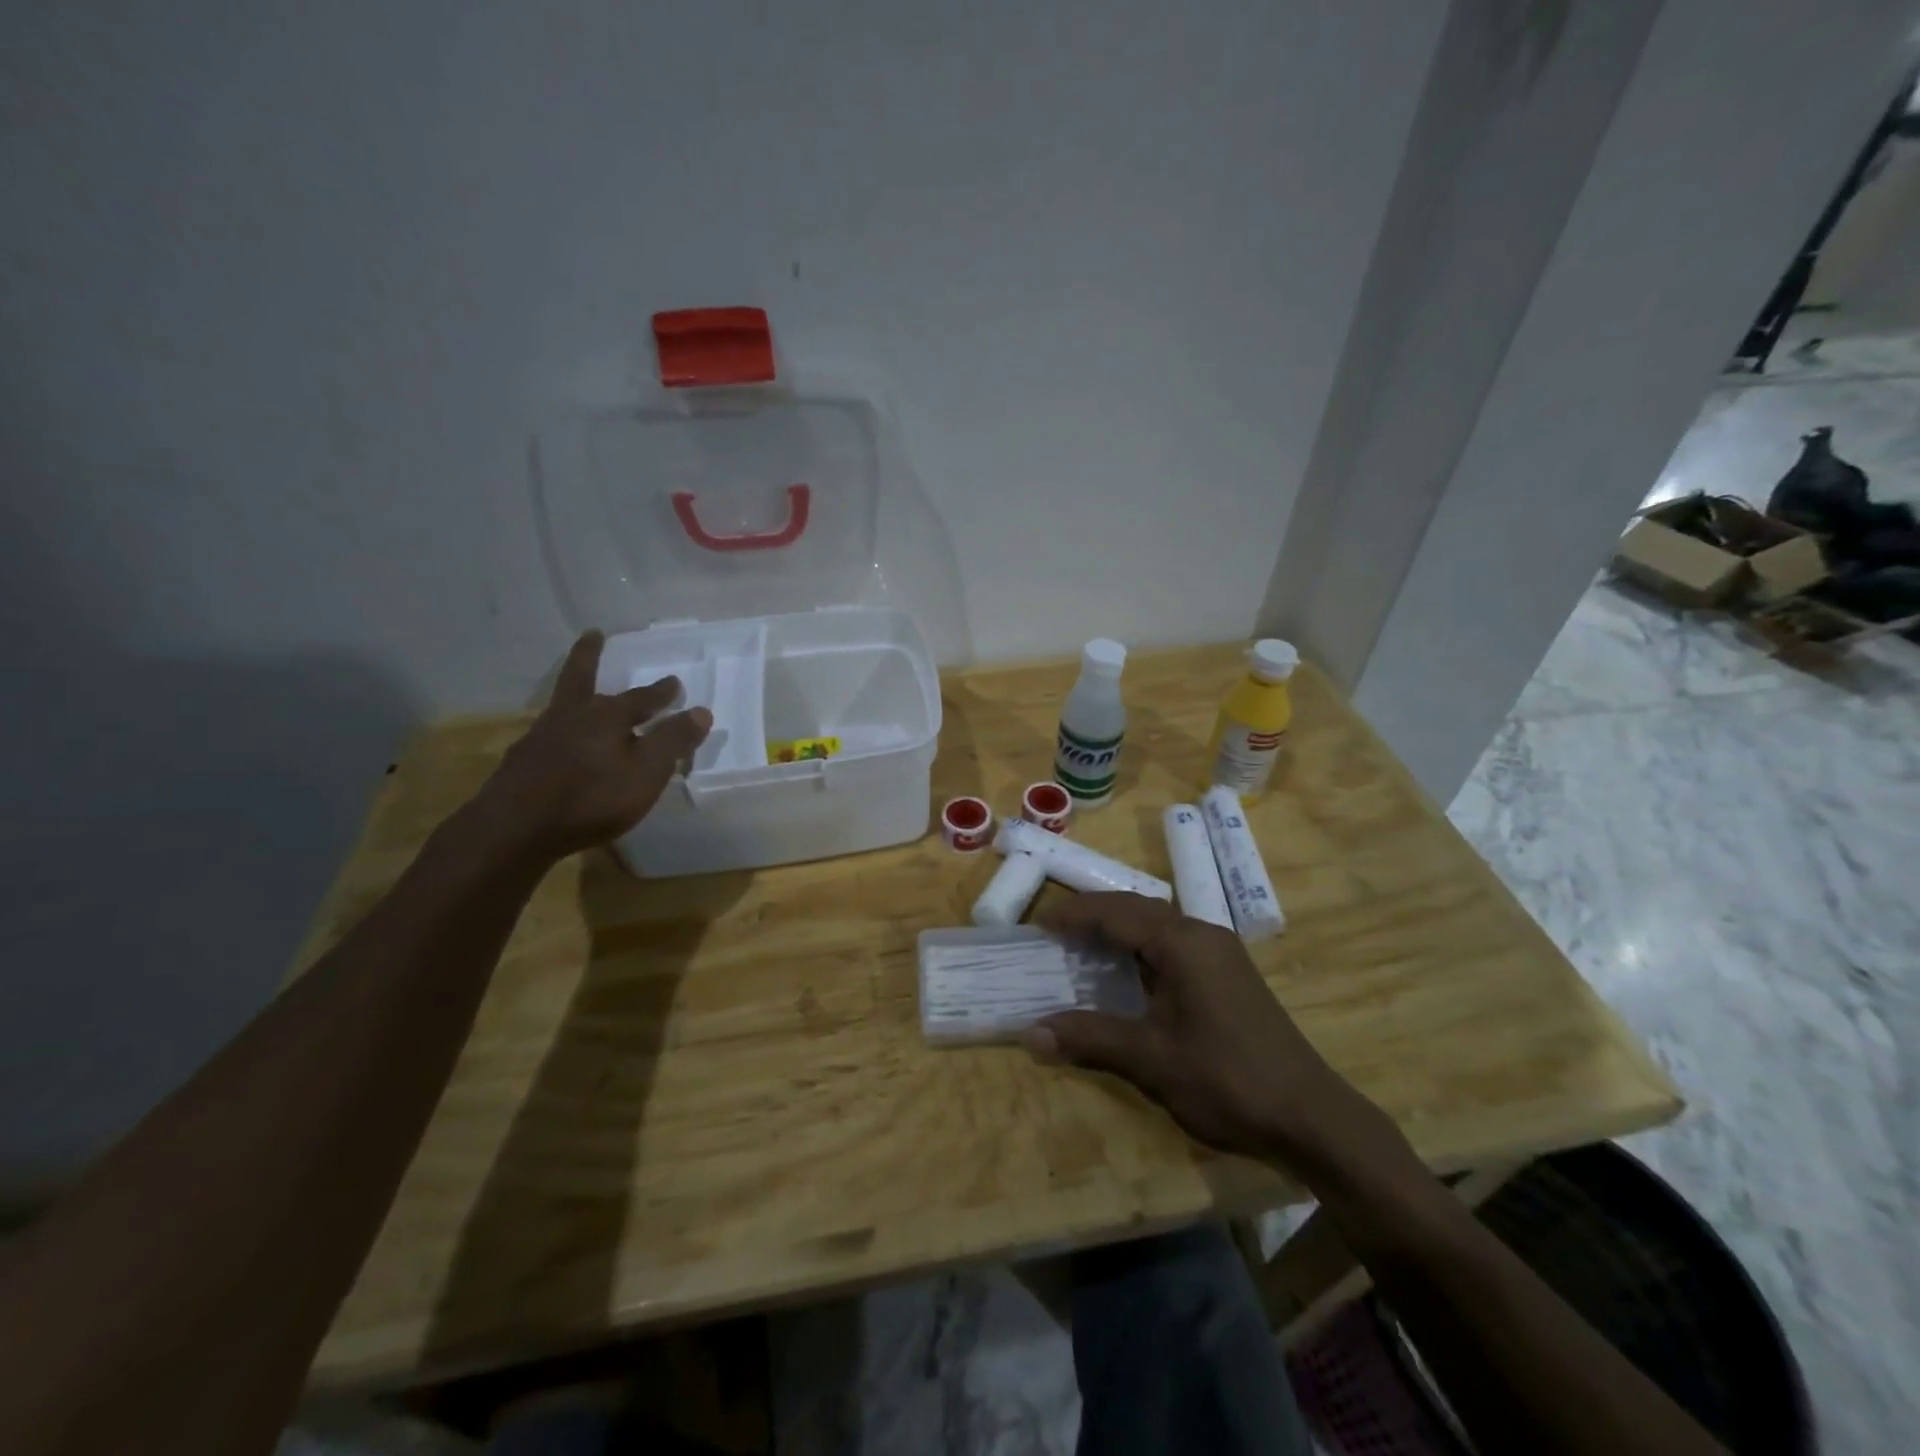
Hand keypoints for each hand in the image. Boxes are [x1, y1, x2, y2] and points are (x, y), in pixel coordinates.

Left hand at [468, 631, 711, 862]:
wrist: (516, 829)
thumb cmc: (592, 797)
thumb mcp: (647, 772)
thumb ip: (673, 741)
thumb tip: (701, 710)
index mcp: (607, 716)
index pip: (642, 698)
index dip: (661, 692)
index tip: (674, 682)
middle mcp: (572, 716)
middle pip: (582, 679)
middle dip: (591, 657)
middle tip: (594, 636)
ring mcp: (542, 737)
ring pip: (563, 705)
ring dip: (575, 693)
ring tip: (584, 694)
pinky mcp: (523, 761)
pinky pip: (549, 734)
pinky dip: (561, 730)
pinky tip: (563, 744)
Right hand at [1026, 894, 1358, 1159]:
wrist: (1310, 1118)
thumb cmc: (1227, 1080)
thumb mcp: (1151, 1060)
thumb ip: (1090, 1038)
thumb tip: (1029, 1033)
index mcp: (1183, 943)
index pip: (1116, 913)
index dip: (1074, 915)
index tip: (1037, 925)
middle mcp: (1202, 934)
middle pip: (1137, 908)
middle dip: (1094, 914)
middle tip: (1054, 932)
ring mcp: (1220, 952)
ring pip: (1157, 923)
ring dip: (1119, 928)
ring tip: (1081, 945)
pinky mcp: (1228, 974)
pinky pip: (1174, 943)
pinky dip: (1141, 946)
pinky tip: (1127, 971)